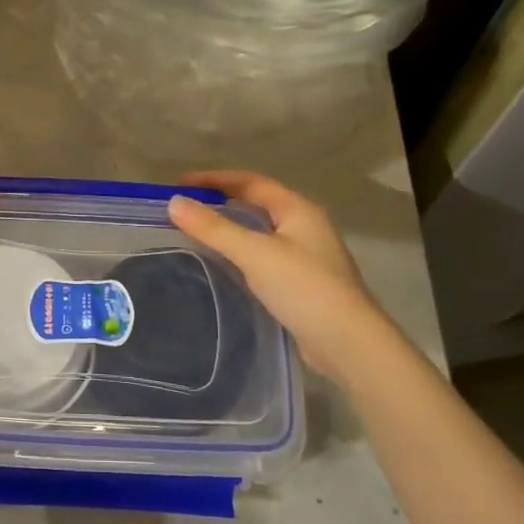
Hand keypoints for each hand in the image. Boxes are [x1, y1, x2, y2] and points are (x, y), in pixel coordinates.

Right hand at [167, 170, 376, 376]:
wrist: (348, 344)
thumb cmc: (303, 288)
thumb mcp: (255, 253)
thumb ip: (214, 228)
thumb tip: (174, 203)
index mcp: (297, 209)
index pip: (250, 181)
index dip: (214, 179)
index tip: (179, 184)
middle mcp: (305, 226)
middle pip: (257, 203)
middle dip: (221, 201)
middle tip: (185, 208)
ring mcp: (306, 256)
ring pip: (261, 231)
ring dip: (230, 228)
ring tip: (197, 233)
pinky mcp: (302, 283)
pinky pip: (264, 256)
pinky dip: (241, 253)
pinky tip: (224, 265)